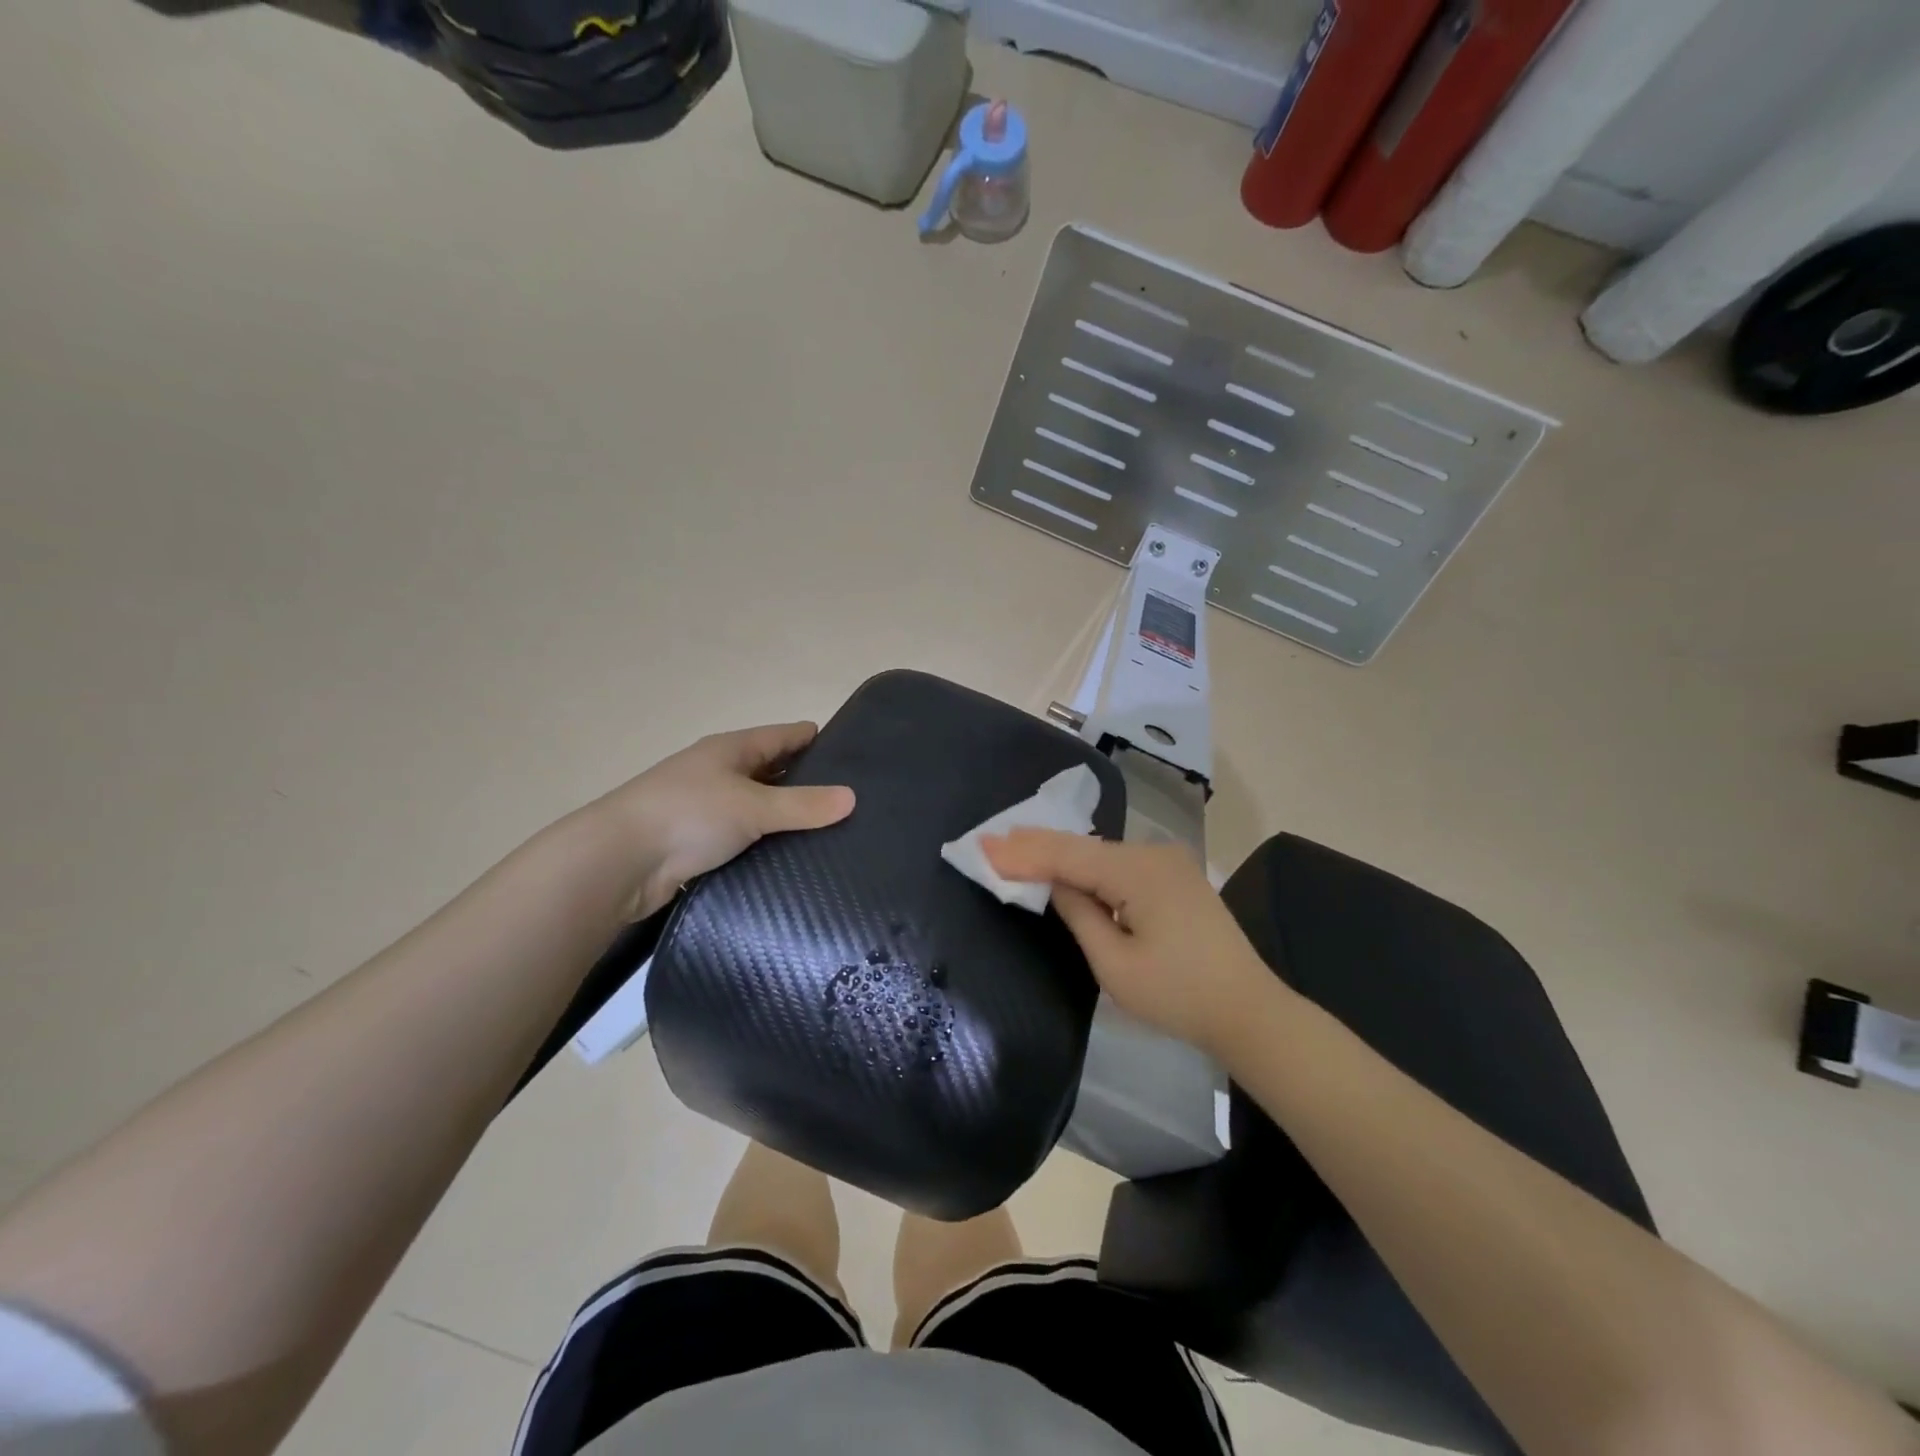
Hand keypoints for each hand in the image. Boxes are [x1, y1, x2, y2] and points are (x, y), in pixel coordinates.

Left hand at [590, 721, 854, 919]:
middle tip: (850, 798)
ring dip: (785, 816)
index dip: (815, 739)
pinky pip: (743, 837)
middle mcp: (719, 773)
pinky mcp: (697, 843)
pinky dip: (765, 843)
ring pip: (758, 807)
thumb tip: (853, 798)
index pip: (784, 736)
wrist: (617, 863)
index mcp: (731, 750)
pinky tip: (791, 857)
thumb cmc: (687, 816)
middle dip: (807, 780)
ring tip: (831, 831)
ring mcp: (706, 808)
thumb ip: (803, 805)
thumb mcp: (753, 807)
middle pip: (772, 770)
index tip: (853, 750)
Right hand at [982, 830, 1276, 1058]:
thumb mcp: (1115, 964)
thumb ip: (1078, 914)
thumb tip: (1053, 883)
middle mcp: (1152, 853)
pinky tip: (1063, 864)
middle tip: (990, 840)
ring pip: (1099, 853)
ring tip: (1015, 848)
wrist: (1250, 1011)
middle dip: (1035, 845)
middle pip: (1082, 846)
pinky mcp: (1173, 875)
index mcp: (1138, 871)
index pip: (1067, 855)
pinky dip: (1086, 866)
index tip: (982, 846)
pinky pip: (1117, 863)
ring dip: (1059, 854)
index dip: (1022, 853)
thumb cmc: (1179, 996)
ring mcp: (1167, 862)